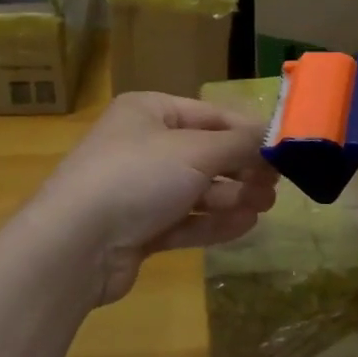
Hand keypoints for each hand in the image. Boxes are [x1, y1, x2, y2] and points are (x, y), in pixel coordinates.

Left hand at [25, 92, 278, 305]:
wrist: (75, 245)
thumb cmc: (138, 177)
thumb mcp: (196, 151)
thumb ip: (240, 144)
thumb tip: (274, 139)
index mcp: (150, 111)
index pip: (211, 115)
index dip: (248, 132)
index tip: (282, 151)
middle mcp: (143, 144)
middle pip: (205, 153)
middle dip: (242, 169)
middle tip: (276, 186)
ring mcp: (138, 189)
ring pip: (197, 189)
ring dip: (232, 197)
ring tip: (264, 206)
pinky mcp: (138, 229)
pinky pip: (184, 219)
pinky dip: (213, 222)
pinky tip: (244, 225)